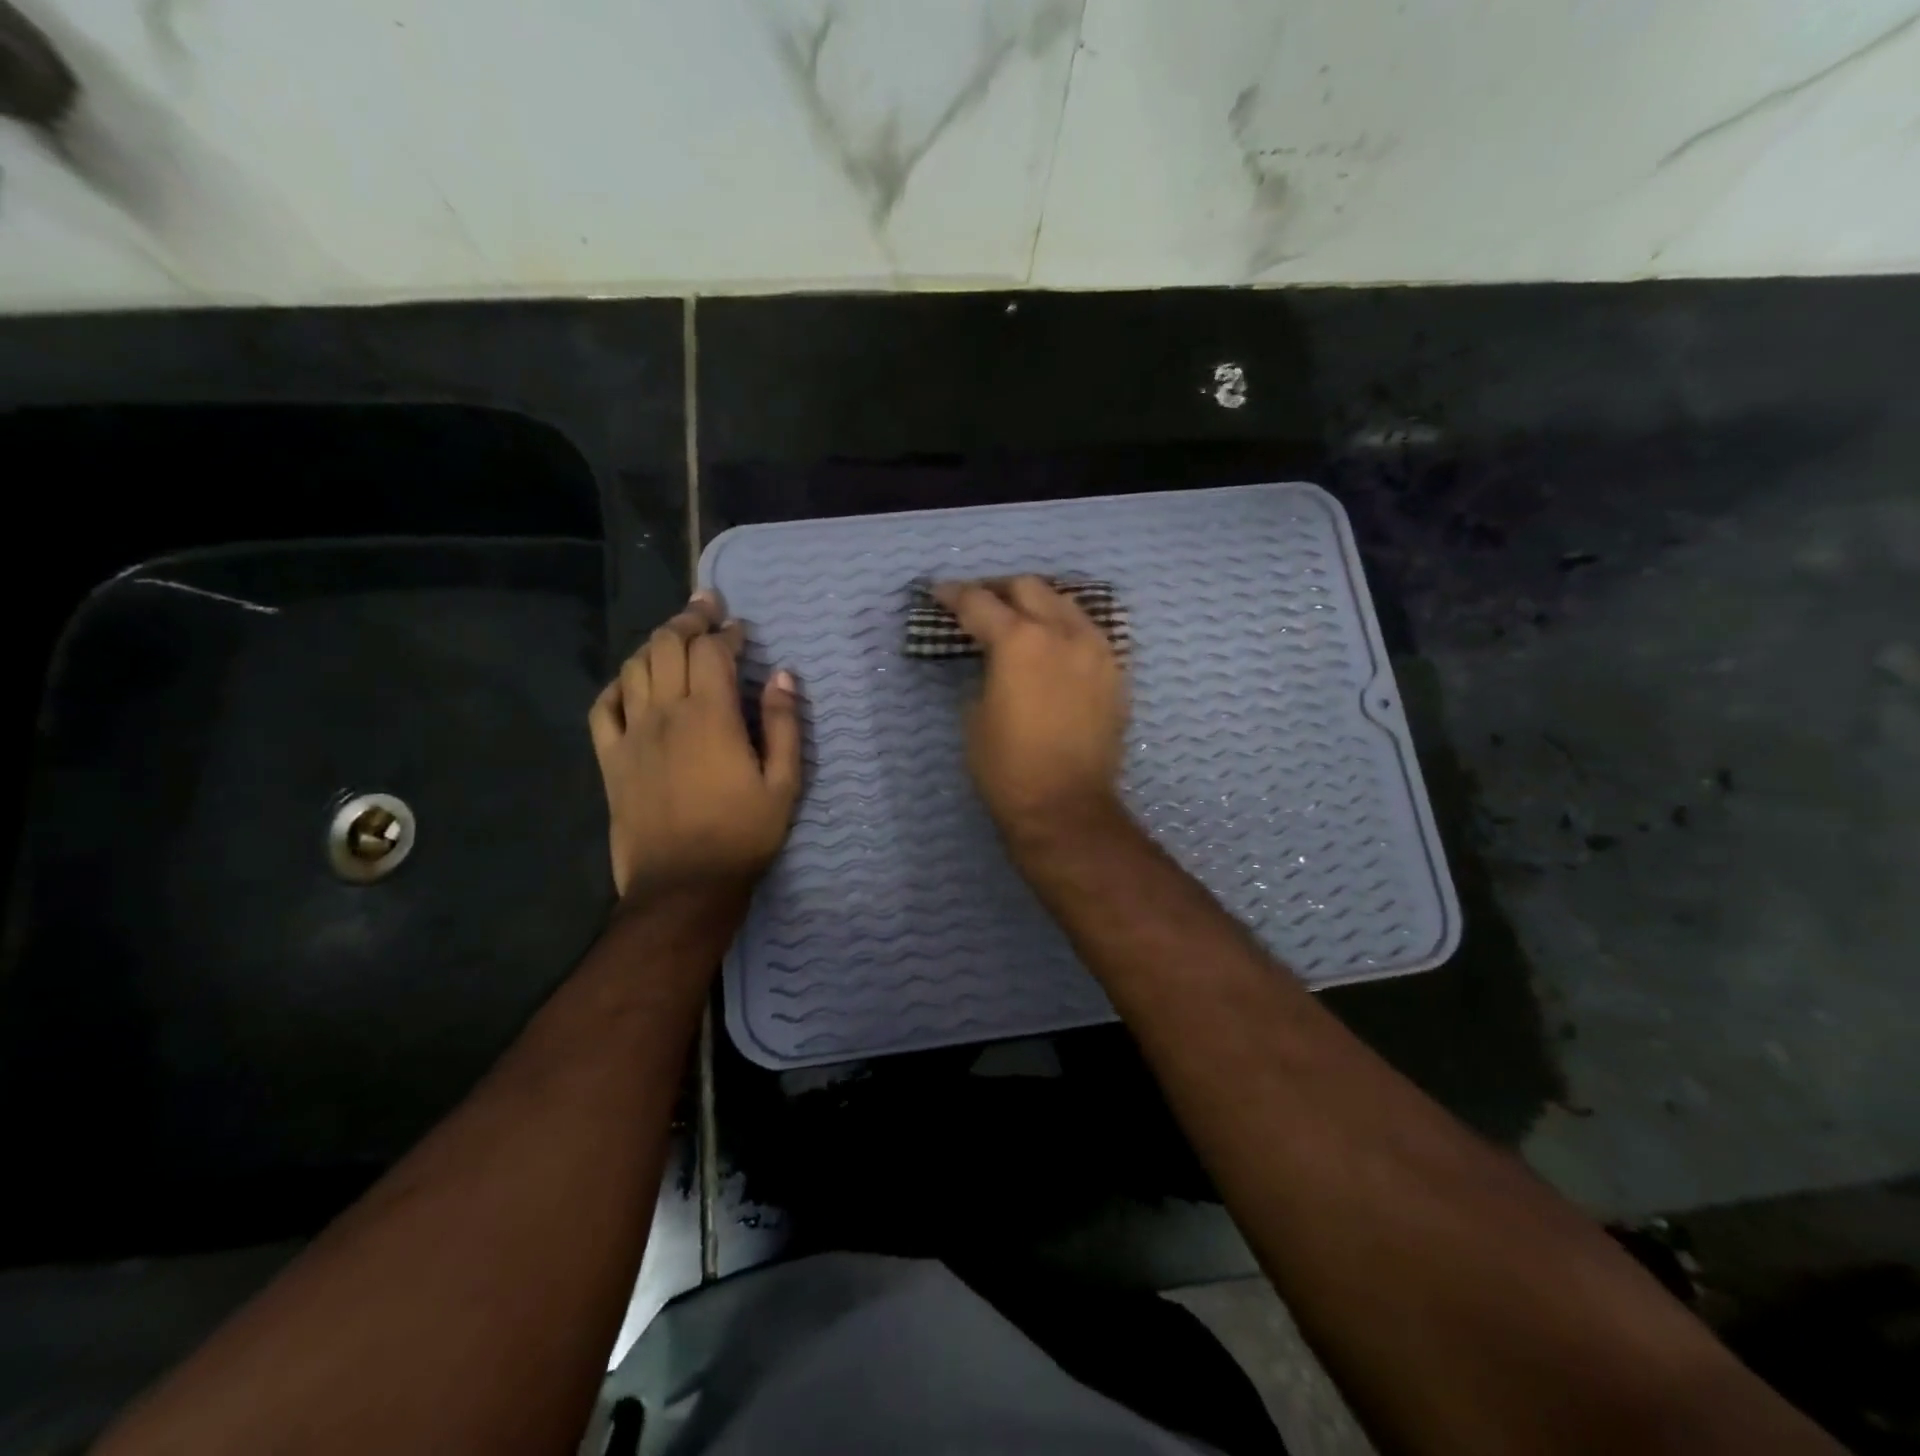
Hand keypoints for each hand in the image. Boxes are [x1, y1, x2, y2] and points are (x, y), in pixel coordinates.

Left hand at [588, 592, 801, 904]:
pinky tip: (632, 682)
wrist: (684, 885)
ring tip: (674, 636)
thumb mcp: (784, 784)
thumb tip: (782, 675)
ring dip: (655, 643)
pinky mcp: (611, 759)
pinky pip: (602, 708)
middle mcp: (666, 714)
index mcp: (710, 716)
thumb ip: (784, 725)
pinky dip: (617, 685)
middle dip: (688, 620)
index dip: (727, 632)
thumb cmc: (743, 835)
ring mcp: (632, 734)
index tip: (741, 629)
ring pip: (634, 668)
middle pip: (667, 646)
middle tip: (705, 608)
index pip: (712, 651)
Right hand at [931, 576, 1127, 850]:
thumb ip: (984, 673)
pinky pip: (1089, 634)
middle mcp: (1063, 633)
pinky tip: (1054, 645)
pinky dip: (1066, 629)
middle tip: (979, 602)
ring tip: (1019, 617)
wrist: (1066, 807)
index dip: (954, 594)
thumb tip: (992, 661)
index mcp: (1020, 641)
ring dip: (1037, 603)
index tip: (939, 592)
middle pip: (1029, 587)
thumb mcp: (974, 715)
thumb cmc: (1007, 767)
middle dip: (998, 589)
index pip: (980, 602)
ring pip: (1066, 604)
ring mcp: (1097, 650)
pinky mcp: (1116, 673)